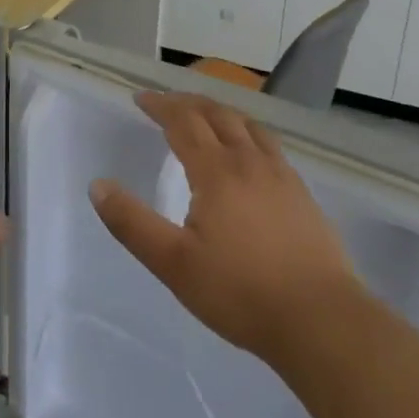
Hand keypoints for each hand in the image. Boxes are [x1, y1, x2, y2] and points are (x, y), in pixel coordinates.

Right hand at [90, 92, 361, 370]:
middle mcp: (249, 161)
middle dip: (187, 102)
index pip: (183, 122)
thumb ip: (132, 223)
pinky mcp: (301, 192)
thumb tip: (98, 186)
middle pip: (217, 114)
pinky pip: (268, 144)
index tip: (141, 98)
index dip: (160, 106)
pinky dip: (247, 132)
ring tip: (205, 116)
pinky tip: (248, 152)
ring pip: (247, 125)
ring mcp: (281, 174)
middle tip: (166, 102)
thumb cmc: (240, 292)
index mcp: (216, 171)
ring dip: (220, 111)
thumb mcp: (174, 264)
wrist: (320, 319)